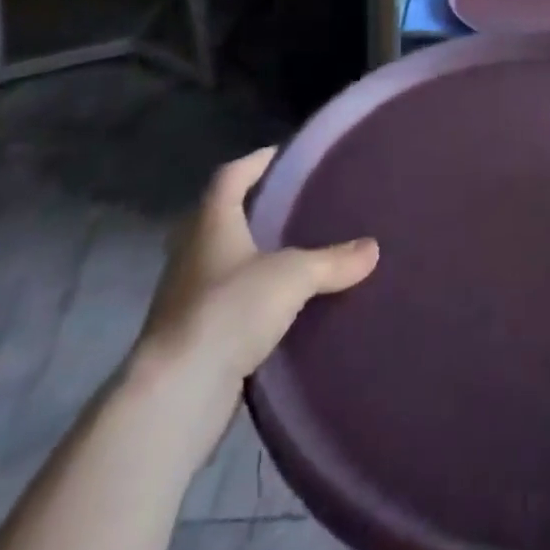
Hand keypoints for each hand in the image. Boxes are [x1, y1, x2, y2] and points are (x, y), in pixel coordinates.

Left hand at [131, 148, 377, 455]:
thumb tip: (372, 249)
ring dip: (248, 256)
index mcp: (211, 223)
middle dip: (251, 209)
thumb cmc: (230, 310)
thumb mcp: (294, 276)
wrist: (176, 394)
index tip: (283, 155)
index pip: (230, 177)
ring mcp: (185, 297)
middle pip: (218, 217)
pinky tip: (278, 306)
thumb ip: (333, 260)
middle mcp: (192, 253)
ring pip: (220, 262)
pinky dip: (248, 298)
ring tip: (292, 253)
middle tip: (291, 204)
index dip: (255, 162)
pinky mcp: (190, 337)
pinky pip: (224, 302)